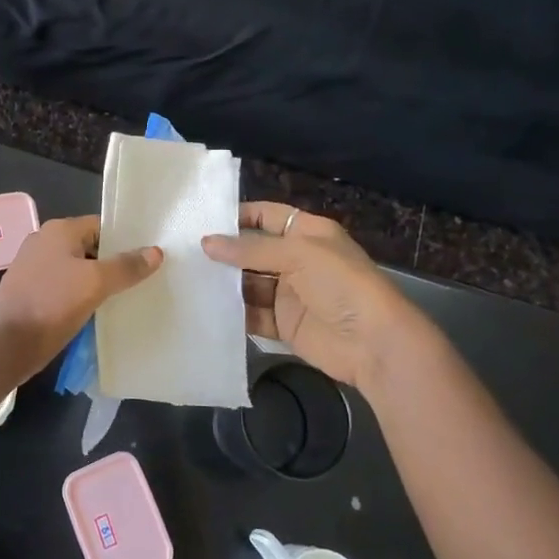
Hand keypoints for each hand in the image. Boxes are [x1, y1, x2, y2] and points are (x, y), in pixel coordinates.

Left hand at [0, 215, 162, 378]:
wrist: (6, 344)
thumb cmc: (51, 304)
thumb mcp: (95, 283)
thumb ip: (126, 266)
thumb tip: (155, 251)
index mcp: (59, 230)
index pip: (101, 226)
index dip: (125, 240)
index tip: (149, 257)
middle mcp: (45, 242)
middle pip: (91, 248)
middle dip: (114, 263)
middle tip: (144, 280)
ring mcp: (36, 268)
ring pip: (78, 270)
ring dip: (99, 283)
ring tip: (128, 298)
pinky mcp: (32, 292)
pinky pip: (66, 288)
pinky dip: (82, 297)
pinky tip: (100, 312)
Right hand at [202, 202, 441, 394]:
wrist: (375, 343)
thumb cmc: (341, 284)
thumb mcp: (298, 254)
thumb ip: (250, 249)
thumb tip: (206, 242)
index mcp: (308, 233)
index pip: (267, 215)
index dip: (239, 215)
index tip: (203, 220)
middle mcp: (298, 259)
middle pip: (254, 251)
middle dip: (225, 252)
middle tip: (184, 252)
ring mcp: (291, 293)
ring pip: (250, 283)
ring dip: (225, 283)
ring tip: (188, 280)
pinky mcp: (285, 324)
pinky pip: (253, 314)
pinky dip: (234, 313)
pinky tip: (206, 309)